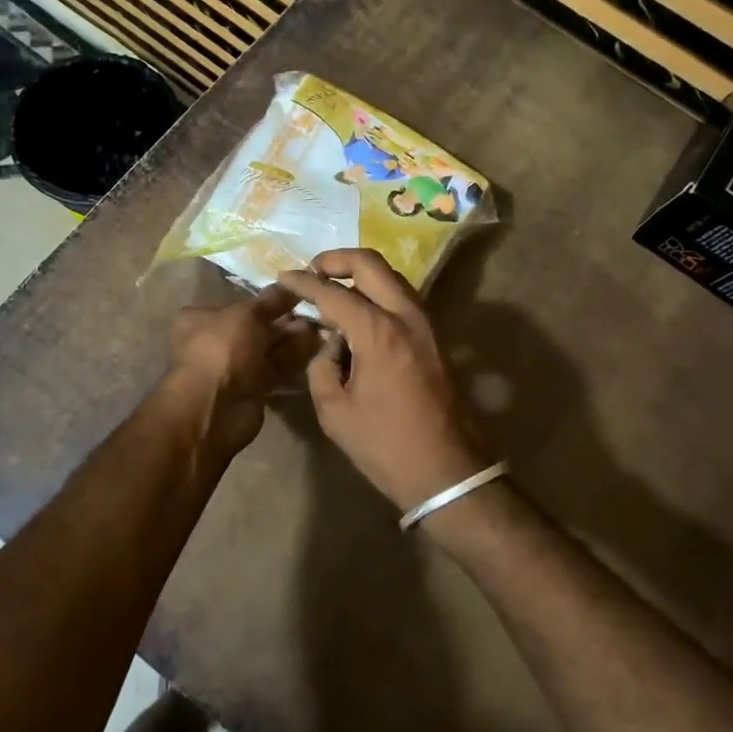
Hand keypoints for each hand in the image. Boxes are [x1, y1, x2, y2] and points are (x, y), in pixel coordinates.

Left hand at [165, 285, 319, 461]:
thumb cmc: (221, 349)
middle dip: (283, 320)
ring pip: (267, 349)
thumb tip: (290, 286)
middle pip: (255, 327)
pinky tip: (316, 345)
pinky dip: (293, 358)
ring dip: (292, 338)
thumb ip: (270, 300)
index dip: (265, 300)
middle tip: (313, 311)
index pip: (237, 304)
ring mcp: (233, 368)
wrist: (214, 408)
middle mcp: (214, 342)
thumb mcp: (246, 314)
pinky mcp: (251, 390)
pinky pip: (275, 368)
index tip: (293, 295)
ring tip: (320, 326)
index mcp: (200, 319)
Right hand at [279, 249, 487, 512]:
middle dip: (337, 259)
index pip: (333, 292)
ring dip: (361, 274)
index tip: (283, 277)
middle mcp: (406, 316)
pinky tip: (359, 314)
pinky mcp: (436, 338)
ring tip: (333, 290)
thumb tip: (330, 342)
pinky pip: (403, 299)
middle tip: (313, 269)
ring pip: (392, 277)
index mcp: (378, 331)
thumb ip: (322, 365)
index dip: (304, 282)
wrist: (448, 472)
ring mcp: (427, 324)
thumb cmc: (386, 446)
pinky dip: (378, 293)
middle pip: (371, 264)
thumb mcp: (335, 411)